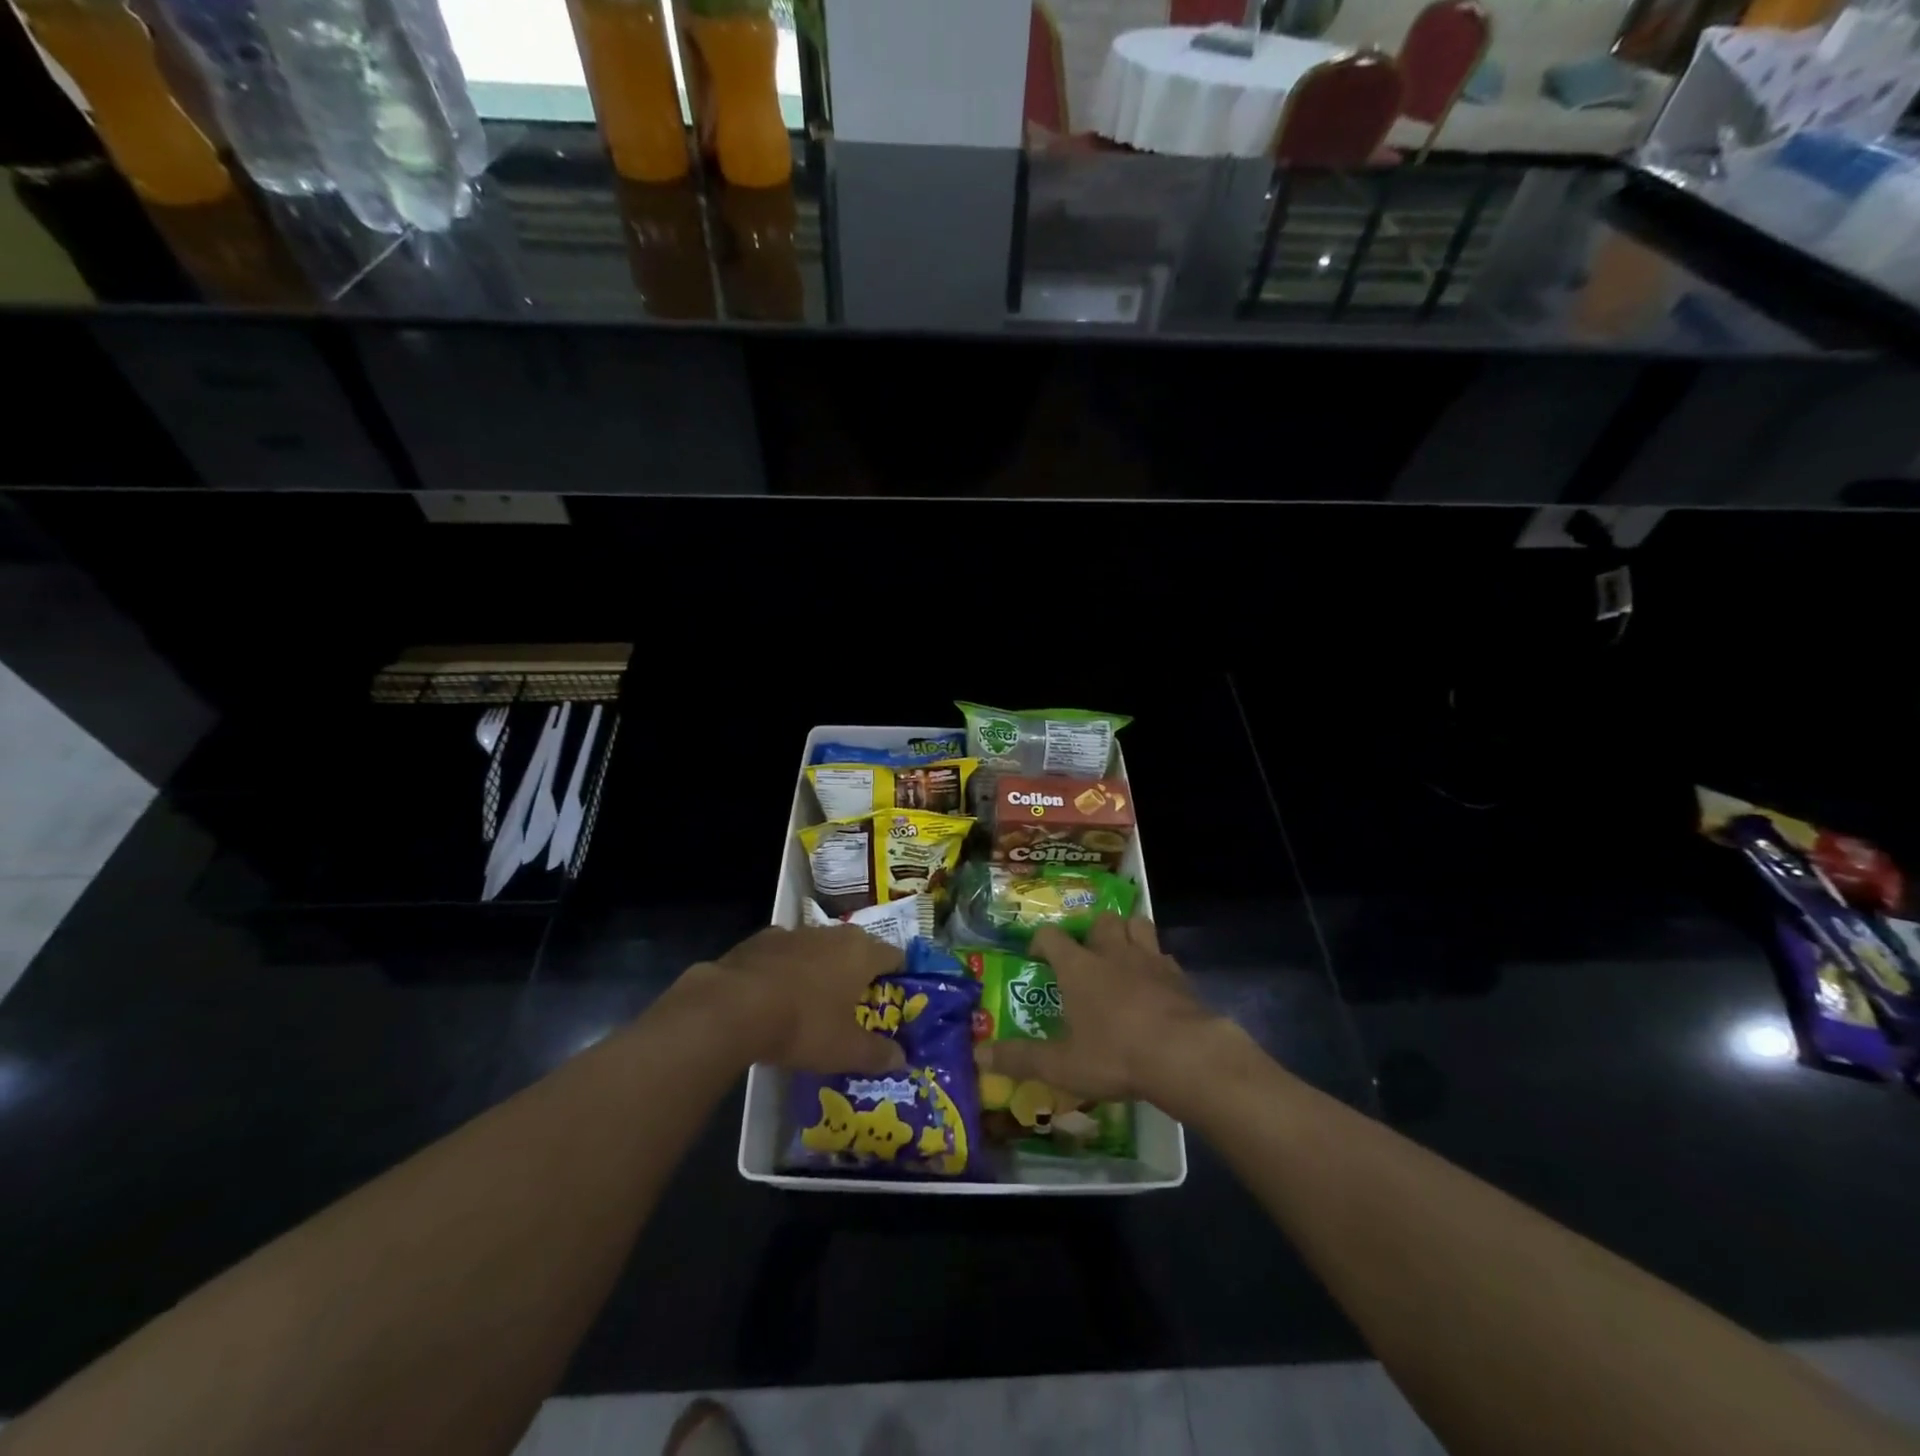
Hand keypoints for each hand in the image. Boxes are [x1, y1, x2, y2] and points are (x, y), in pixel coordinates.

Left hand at [675, 924, 907, 1075]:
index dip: (899, 975)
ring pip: (820, 948)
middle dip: (860, 972)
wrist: (731, 1007)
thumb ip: (876, 1054)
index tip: (897, 997)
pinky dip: (788, 970)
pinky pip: (786, 954)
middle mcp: (832, 933)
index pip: (895, 955)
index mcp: (861, 952)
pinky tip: (777, 996)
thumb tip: (901, 1060)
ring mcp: (794, 933)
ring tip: (816, 1002)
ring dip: (823, 968)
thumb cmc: (802, 1024)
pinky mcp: (760, 940)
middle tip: (858, 1004)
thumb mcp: (845, 1050)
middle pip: (857, 948)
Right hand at [975, 914, 1223, 1104]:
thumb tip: (979, 1054)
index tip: (1036, 957)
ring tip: (1122, 955)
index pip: (1051, 936)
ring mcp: (1149, 959)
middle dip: (1092, 932)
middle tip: (1087, 955)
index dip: (1041, 942)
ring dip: (1128, 934)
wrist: (1184, 1054)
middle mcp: (1112, 952)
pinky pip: (1164, 955)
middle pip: (1100, 921)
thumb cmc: (1115, 1055)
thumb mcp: (1062, 1065)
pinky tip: (1155, 983)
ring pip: (1137, 924)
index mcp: (1078, 966)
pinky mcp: (1178, 975)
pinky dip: (1156, 962)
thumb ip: (1021, 1058)